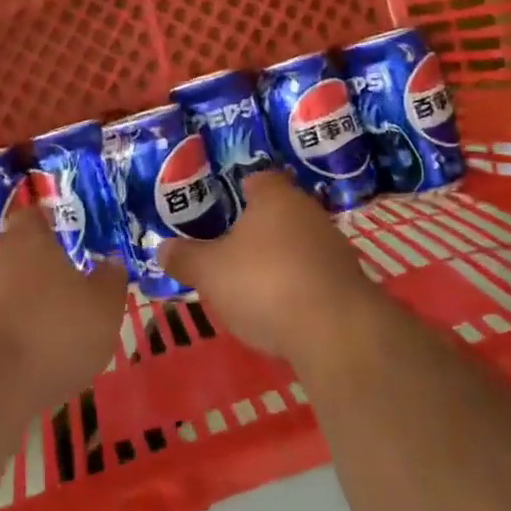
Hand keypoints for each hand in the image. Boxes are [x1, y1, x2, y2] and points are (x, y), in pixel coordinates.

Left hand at [0, 206, 126, 411]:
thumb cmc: (49, 335)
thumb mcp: (103, 310)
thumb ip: (111, 282)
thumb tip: (111, 262)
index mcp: (28, 239)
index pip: (36, 217)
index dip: (51, 228)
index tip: (67, 243)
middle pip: (14, 254)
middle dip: (34, 272)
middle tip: (61, 296)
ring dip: (14, 307)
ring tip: (40, 339)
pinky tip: (14, 365)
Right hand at [156, 172, 370, 360]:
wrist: (335, 331)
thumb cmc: (264, 283)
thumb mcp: (209, 272)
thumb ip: (185, 258)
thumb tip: (162, 248)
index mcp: (276, 197)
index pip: (259, 179)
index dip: (240, 190)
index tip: (224, 206)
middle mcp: (309, 212)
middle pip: (280, 211)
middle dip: (258, 228)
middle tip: (230, 247)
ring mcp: (334, 246)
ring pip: (299, 242)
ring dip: (280, 257)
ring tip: (253, 281)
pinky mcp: (348, 281)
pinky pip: (314, 273)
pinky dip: (298, 284)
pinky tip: (282, 307)